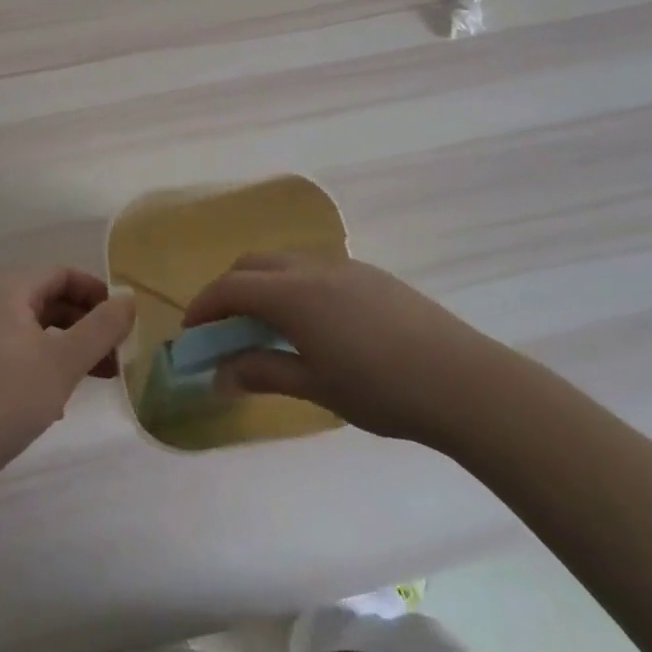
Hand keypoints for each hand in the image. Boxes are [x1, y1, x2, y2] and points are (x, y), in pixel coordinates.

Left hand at [0, 267, 134, 484]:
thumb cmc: (7, 398)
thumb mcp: (64, 362)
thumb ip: (102, 327)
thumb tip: (129, 298)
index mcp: (7, 291)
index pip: (61, 273)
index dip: (97, 292)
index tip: (122, 320)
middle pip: (46, 299)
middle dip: (85, 323)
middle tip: (114, 352)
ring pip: (31, 330)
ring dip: (66, 346)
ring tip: (93, 378)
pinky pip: (13, 352)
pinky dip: (41, 363)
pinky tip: (55, 400)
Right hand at [180, 252, 498, 445]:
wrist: (461, 379)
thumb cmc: (380, 389)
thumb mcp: (315, 386)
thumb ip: (263, 373)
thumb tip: (219, 375)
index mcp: (292, 294)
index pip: (231, 286)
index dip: (204, 305)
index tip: (191, 331)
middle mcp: (312, 267)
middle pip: (254, 264)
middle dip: (230, 289)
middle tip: (223, 327)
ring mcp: (344, 266)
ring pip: (285, 262)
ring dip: (263, 285)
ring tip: (266, 326)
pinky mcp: (370, 274)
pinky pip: (315, 268)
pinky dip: (293, 285)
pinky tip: (312, 322)